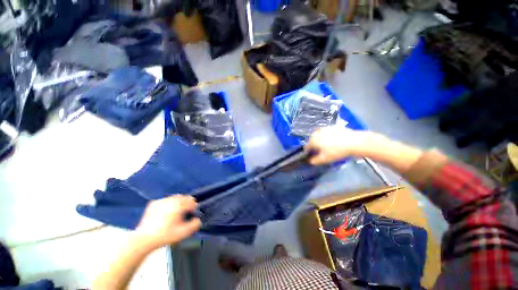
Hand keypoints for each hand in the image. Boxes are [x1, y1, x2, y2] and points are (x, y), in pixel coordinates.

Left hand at [135, 195, 201, 248]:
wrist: (143, 240)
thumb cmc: (165, 235)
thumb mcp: (183, 232)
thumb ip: (195, 225)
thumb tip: (199, 220)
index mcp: (179, 205)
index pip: (192, 202)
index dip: (194, 208)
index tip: (192, 215)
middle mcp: (171, 200)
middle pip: (184, 198)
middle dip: (187, 204)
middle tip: (185, 214)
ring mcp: (161, 201)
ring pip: (175, 198)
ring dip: (178, 203)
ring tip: (176, 213)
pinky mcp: (153, 204)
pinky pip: (166, 200)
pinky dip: (169, 204)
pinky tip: (166, 213)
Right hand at [306, 127, 386, 164]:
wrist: (354, 142)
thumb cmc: (337, 151)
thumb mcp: (324, 159)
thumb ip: (314, 161)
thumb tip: (309, 161)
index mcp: (312, 140)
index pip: (306, 147)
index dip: (308, 153)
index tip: (313, 156)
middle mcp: (316, 133)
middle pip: (312, 141)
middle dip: (314, 146)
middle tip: (321, 152)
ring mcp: (324, 129)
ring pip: (318, 136)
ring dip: (320, 141)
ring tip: (328, 147)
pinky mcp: (332, 127)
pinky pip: (326, 133)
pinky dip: (327, 137)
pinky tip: (334, 142)